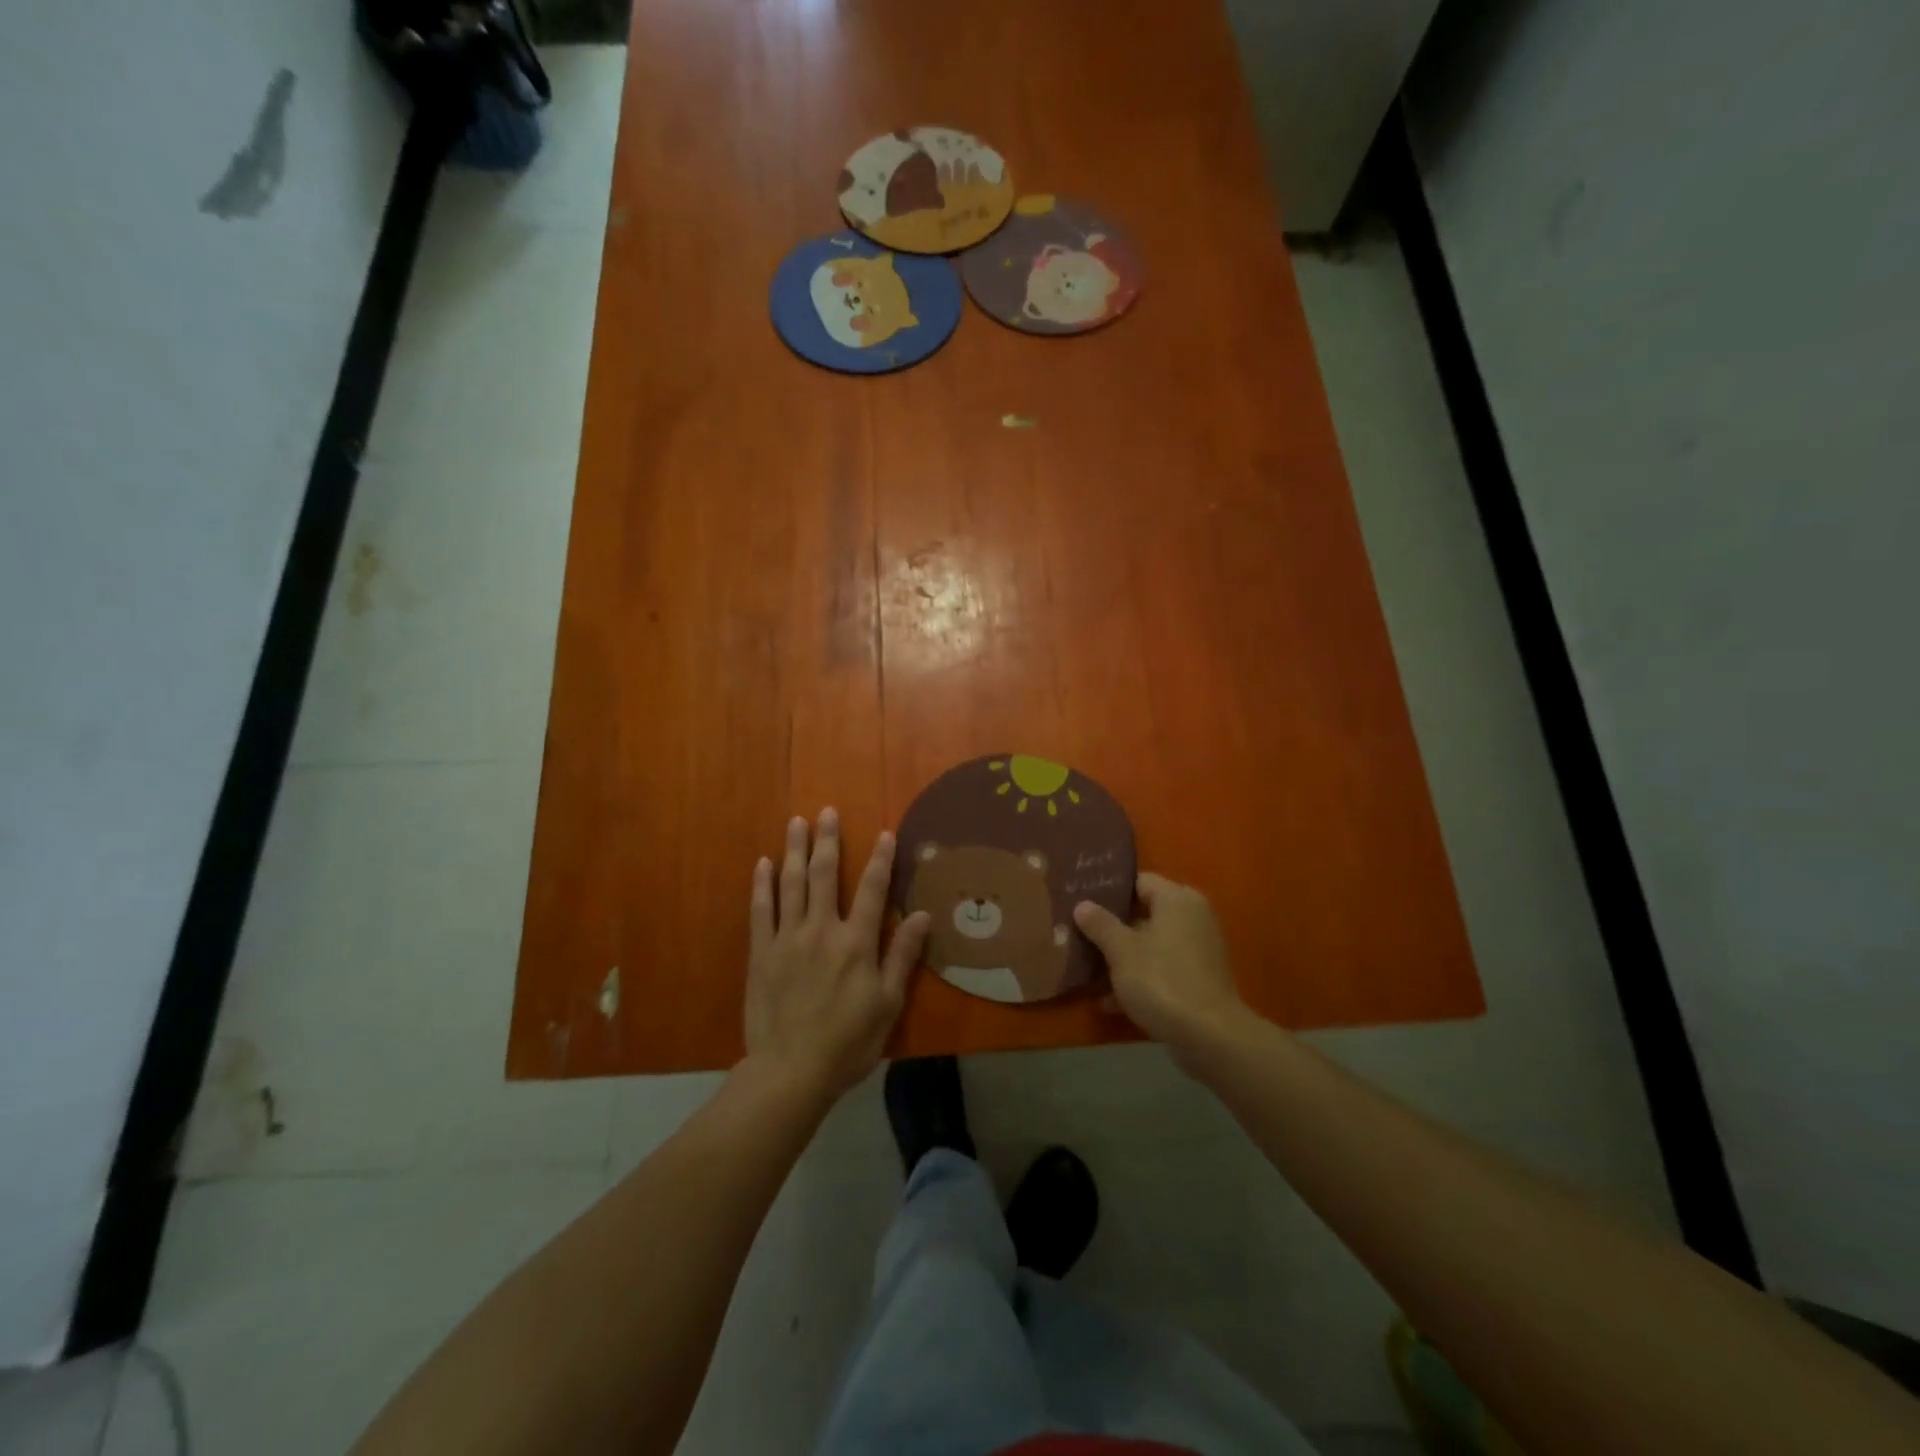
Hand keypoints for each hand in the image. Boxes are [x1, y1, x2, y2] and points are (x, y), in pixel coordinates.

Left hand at [745, 809, 929, 1103]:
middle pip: (825, 875)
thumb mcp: (888, 1003)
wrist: (790, 1071)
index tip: (885, 833)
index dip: (881, 859)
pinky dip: (762, 884)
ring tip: (796, 822)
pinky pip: (761, 910)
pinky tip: (763, 863)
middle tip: (827, 811)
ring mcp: (787, 938)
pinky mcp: (761, 952)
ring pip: (791, 884)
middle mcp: (822, 929)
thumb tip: (922, 915)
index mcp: (856, 942)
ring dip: (795, 850)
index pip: (874, 889)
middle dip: (828, 841)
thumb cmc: (848, 1041)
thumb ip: (902, 956)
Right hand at [1074, 873, 1248, 1059]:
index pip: (1139, 881)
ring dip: (1124, 958)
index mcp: (1177, 900)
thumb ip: (1100, 924)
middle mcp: (1193, 917)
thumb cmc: (1162, 981)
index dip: (1109, 891)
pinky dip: (1141, 978)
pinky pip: (1163, 968)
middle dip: (1113, 928)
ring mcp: (1199, 950)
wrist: (1210, 1037)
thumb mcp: (1121, 951)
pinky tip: (1111, 1002)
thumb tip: (1082, 904)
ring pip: (1151, 945)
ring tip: (1088, 971)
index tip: (1082, 902)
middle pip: (1144, 914)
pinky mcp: (1200, 979)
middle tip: (1079, 935)